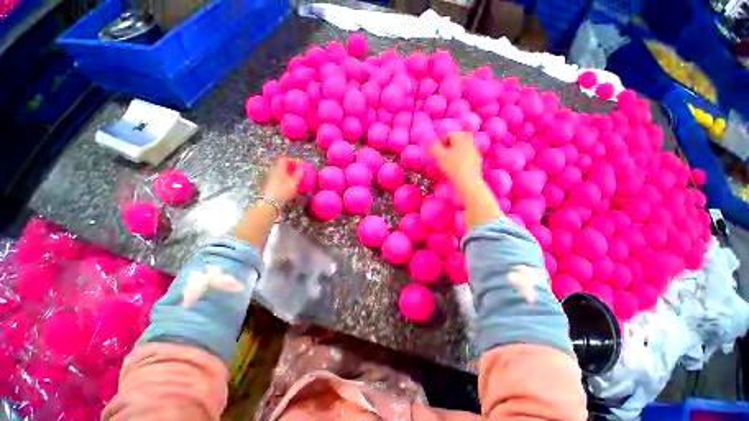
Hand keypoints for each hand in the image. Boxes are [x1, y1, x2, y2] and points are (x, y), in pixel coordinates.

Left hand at [261, 157, 303, 206]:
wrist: (270, 203)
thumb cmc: (283, 190)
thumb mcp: (295, 182)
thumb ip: (299, 173)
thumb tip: (303, 167)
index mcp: (279, 168)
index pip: (284, 159)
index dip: (293, 161)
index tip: (300, 165)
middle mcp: (273, 171)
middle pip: (282, 166)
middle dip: (292, 168)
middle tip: (300, 173)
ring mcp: (271, 179)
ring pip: (281, 173)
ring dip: (289, 175)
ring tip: (297, 181)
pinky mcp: (270, 186)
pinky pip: (280, 179)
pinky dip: (286, 180)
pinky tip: (291, 187)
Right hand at [429, 132, 482, 192]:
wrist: (468, 181)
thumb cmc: (452, 166)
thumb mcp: (438, 156)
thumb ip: (432, 146)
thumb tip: (429, 142)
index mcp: (460, 135)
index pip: (446, 135)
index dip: (439, 144)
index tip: (435, 154)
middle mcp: (469, 140)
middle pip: (454, 143)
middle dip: (446, 149)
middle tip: (440, 159)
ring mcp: (475, 150)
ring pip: (460, 150)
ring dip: (452, 156)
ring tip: (446, 165)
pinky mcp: (477, 161)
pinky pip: (465, 158)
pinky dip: (459, 162)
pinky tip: (455, 170)